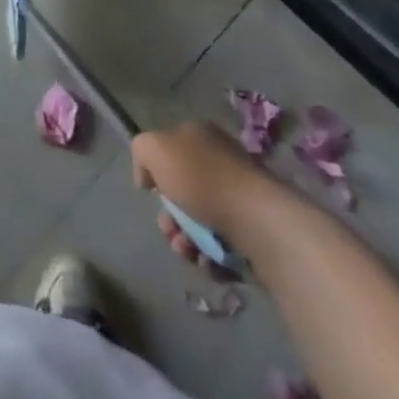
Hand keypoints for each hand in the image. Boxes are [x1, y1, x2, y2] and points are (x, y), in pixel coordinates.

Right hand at [132, 122, 260, 268]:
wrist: (256, 220)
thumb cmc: (202, 179)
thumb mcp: (155, 149)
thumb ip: (141, 151)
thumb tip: (148, 176)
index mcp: (199, 136)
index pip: (169, 152)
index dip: (156, 175)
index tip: (152, 195)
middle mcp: (220, 161)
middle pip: (182, 192)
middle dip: (170, 218)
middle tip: (171, 232)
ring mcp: (238, 197)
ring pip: (200, 222)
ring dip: (186, 242)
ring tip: (189, 252)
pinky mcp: (252, 230)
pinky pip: (221, 244)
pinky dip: (210, 256)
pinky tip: (208, 262)